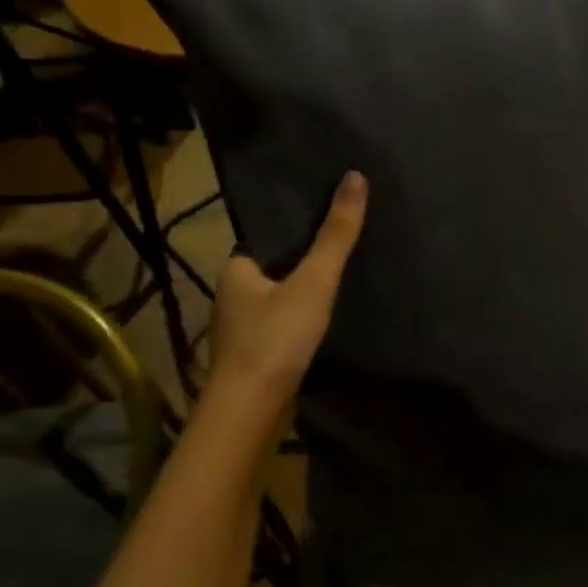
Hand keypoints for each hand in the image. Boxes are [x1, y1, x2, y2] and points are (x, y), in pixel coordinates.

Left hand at [206, 171, 367, 411]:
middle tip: (342, 249)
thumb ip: (336, 235)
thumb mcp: (313, 282)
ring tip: (340, 283)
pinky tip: (323, 322)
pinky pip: (279, 326)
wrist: (252, 410)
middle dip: (301, 262)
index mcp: (236, 269)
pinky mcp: (253, 356)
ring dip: (300, 294)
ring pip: (276, 300)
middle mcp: (231, 295)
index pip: (266, 238)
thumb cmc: (276, 338)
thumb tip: (356, 176)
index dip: (295, 229)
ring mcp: (240, 329)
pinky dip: (298, 321)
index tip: (328, 220)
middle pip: (273, 269)